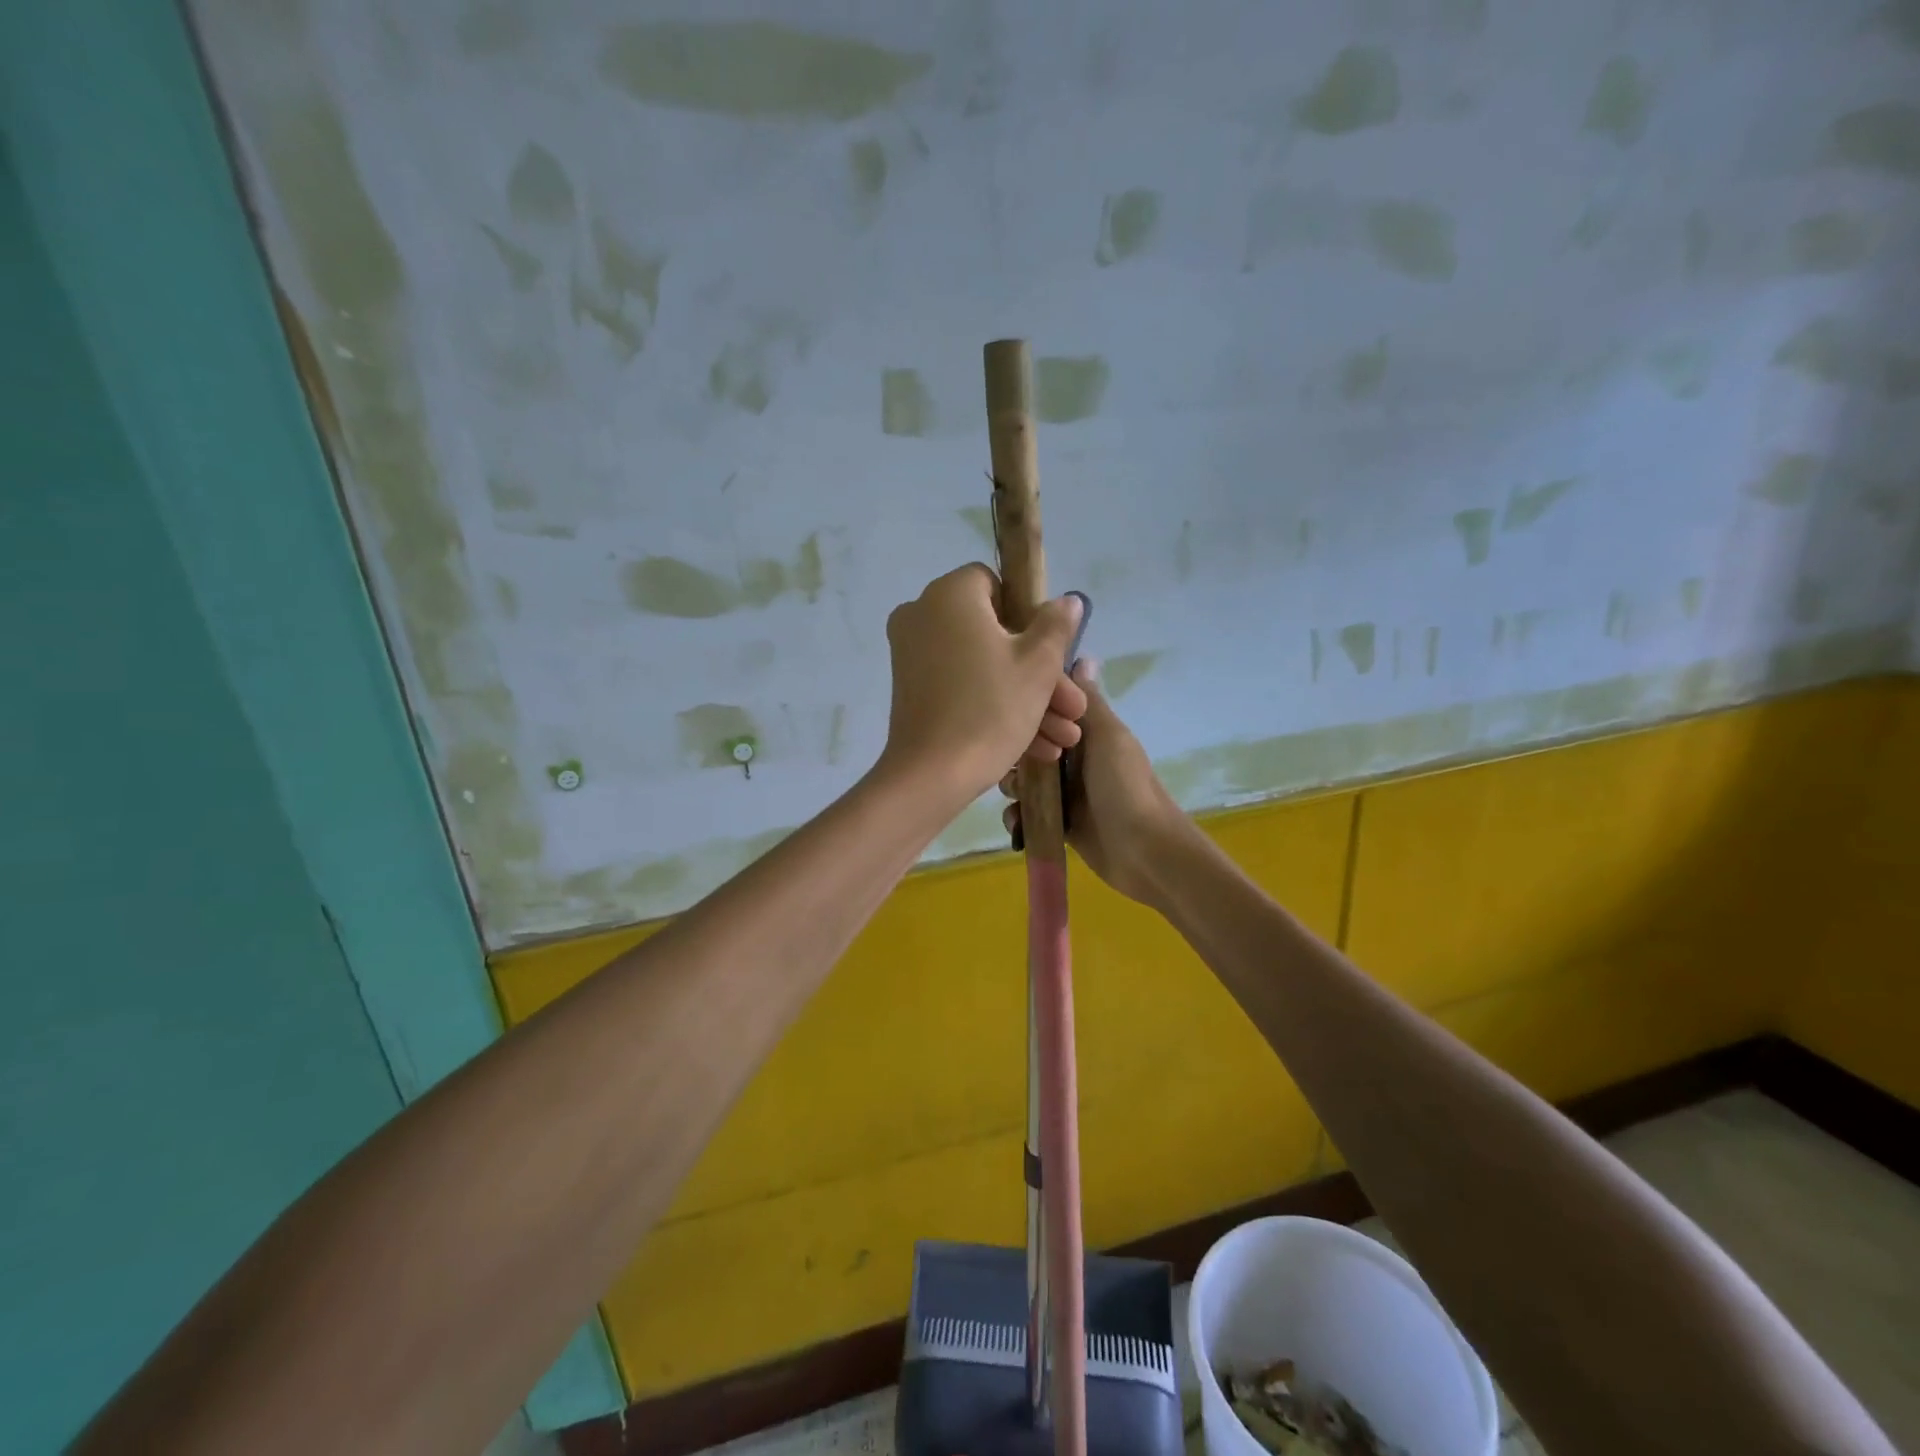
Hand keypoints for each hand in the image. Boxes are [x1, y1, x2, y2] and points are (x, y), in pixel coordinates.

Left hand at [880, 565, 1087, 799]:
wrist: (932, 775)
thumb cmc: (990, 710)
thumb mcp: (1037, 666)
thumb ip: (1056, 626)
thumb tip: (1068, 600)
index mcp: (950, 595)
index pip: (995, 584)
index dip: (1028, 616)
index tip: (1050, 654)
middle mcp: (922, 615)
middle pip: (993, 634)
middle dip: (1040, 674)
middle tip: (1072, 710)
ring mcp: (911, 654)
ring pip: (981, 666)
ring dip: (1025, 699)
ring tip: (1062, 740)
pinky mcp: (910, 690)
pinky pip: (960, 686)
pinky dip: (993, 707)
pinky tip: (1036, 748)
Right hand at [1001, 659, 1191, 906]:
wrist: (1144, 852)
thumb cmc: (1126, 787)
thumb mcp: (1108, 737)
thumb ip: (1089, 703)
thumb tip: (1082, 655)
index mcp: (1087, 733)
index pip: (1046, 713)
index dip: (1027, 716)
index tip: (1015, 721)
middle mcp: (1074, 759)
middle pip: (1028, 748)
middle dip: (1014, 757)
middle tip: (1017, 770)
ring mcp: (1066, 793)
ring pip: (1023, 781)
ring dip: (1014, 789)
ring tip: (1019, 800)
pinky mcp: (1060, 823)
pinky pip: (1028, 814)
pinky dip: (1019, 819)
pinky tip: (1020, 825)